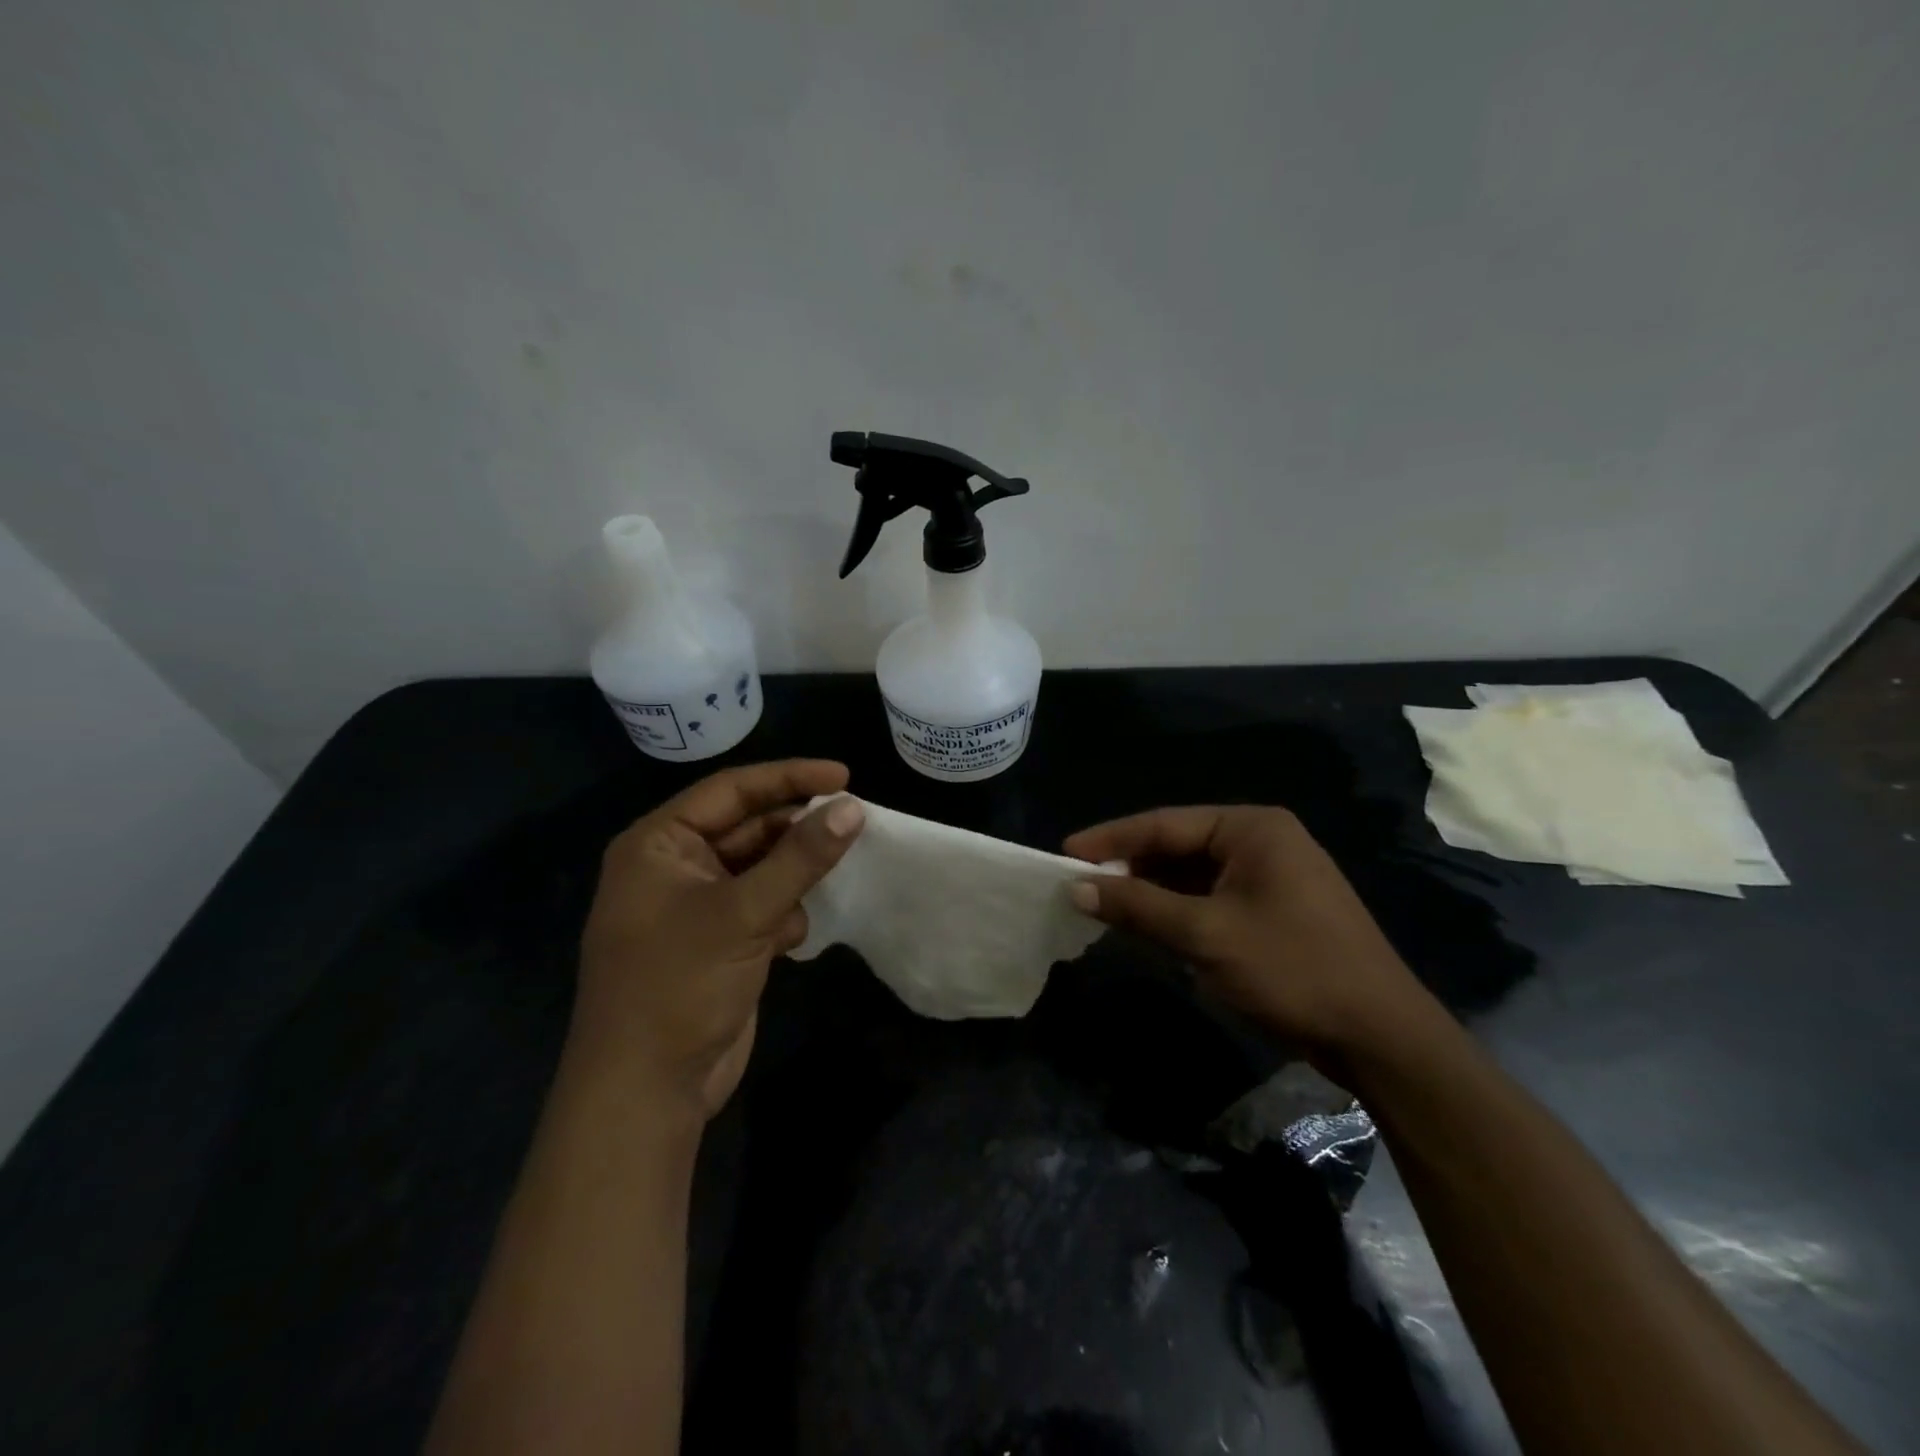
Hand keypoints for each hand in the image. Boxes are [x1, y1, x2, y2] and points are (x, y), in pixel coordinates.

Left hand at [575, 761, 864, 1121]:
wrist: (646, 1092)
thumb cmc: (679, 986)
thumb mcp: (744, 913)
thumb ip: (800, 857)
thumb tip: (853, 807)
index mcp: (658, 845)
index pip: (731, 790)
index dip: (789, 778)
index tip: (845, 776)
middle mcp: (674, 868)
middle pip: (748, 828)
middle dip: (795, 831)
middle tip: (851, 824)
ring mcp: (696, 907)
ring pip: (761, 869)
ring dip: (791, 878)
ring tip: (822, 884)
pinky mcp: (718, 942)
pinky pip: (762, 906)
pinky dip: (781, 915)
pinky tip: (787, 940)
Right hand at [1064, 807, 1438, 1067]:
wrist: (1380, 1037)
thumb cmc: (1292, 969)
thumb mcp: (1205, 935)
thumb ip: (1138, 906)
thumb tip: (1076, 887)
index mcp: (1252, 828)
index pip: (1164, 824)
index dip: (1110, 839)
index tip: (1064, 854)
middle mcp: (1261, 841)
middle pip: (1177, 846)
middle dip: (1129, 866)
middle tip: (1079, 883)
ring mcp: (1270, 876)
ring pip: (1191, 875)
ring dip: (1150, 891)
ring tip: (1101, 904)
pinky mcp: (1272, 910)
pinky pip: (1210, 898)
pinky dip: (1176, 910)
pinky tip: (1145, 925)